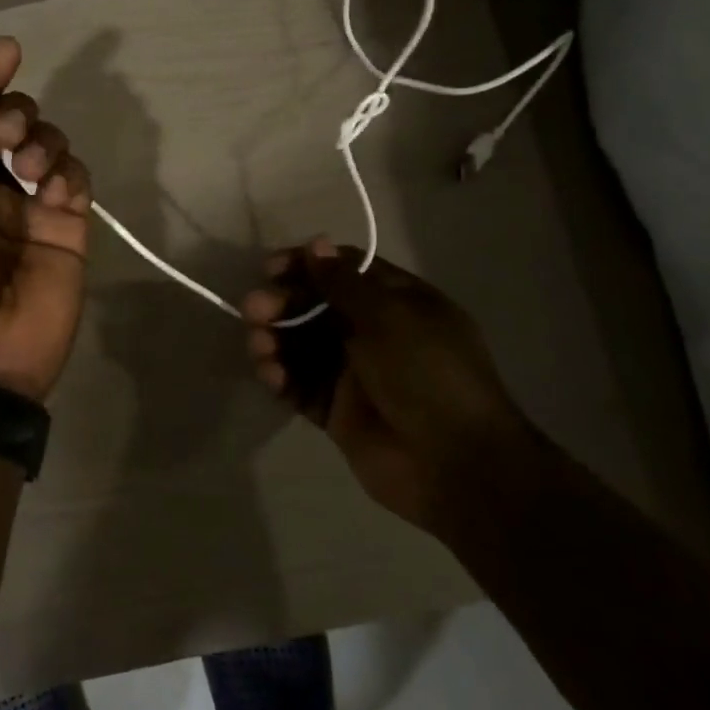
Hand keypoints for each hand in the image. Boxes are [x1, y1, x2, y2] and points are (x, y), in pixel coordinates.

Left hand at [0, 37, 92, 402]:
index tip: (6, 50)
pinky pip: (75, 178)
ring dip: (43, 140)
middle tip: (11, 136)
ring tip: (33, 169)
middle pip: (11, 122)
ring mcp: (29, 205)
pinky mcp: (66, 226)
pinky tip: (54, 190)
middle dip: (16, 112)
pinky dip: (68, 172)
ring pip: (48, 143)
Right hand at [240, 239, 529, 532]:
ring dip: (276, 340)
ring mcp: (355, 373)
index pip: (344, 270)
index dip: (306, 265)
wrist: (455, 465)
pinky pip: (302, 386)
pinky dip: (282, 377)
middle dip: (283, 304)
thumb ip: (344, 283)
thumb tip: (316, 244)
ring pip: (303, 346)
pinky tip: (270, 374)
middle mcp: (374, 332)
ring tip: (258, 346)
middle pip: (317, 307)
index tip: (270, 269)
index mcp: (398, 302)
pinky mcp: (338, 411)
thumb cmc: (427, 373)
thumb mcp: (389, 317)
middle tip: (255, 310)